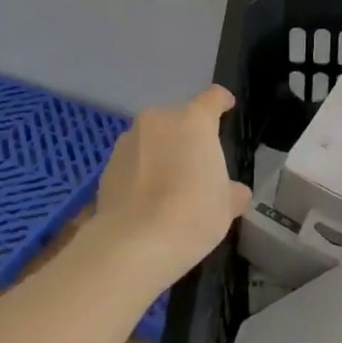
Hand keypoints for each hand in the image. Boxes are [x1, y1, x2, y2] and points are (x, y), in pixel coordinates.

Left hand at [93, 85, 251, 283]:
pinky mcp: (107, 165)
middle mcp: (158, 121)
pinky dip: (141, 173)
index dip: (222, 102)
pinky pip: (133, 161)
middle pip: (179, 119)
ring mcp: (128, 141)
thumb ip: (231, 191)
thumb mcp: (225, 206)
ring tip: (169, 187)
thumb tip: (235, 192)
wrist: (134, 243)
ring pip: (152, 139)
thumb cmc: (193, 214)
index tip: (227, 107)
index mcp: (194, 121)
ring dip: (161, 153)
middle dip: (187, 136)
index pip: (212, 98)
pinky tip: (147, 201)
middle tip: (196, 165)